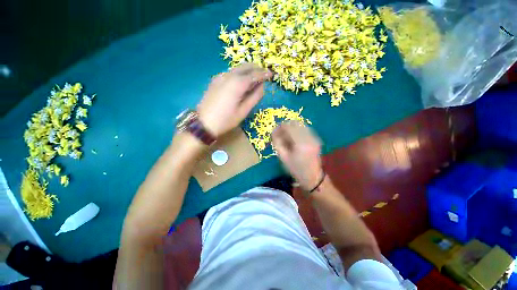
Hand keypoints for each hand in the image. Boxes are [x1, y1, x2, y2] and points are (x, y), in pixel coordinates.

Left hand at [198, 63, 271, 136]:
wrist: (204, 123)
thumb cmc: (226, 119)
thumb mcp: (244, 111)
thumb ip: (255, 97)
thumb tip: (262, 86)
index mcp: (237, 83)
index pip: (254, 74)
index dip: (264, 73)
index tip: (271, 74)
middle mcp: (228, 75)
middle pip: (245, 66)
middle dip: (256, 68)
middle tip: (264, 75)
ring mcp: (220, 77)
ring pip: (237, 69)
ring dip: (247, 71)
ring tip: (254, 80)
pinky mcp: (215, 80)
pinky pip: (230, 73)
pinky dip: (239, 75)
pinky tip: (241, 83)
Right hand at [272, 121, 322, 190]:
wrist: (312, 177)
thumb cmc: (295, 169)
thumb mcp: (283, 157)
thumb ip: (277, 143)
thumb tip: (273, 131)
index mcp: (300, 143)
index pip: (289, 127)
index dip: (280, 126)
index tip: (274, 131)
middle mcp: (309, 137)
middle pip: (295, 123)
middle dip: (286, 126)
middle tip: (279, 133)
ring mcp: (314, 138)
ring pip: (301, 125)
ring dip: (292, 128)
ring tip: (286, 136)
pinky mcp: (316, 139)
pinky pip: (305, 129)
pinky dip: (298, 130)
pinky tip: (294, 138)